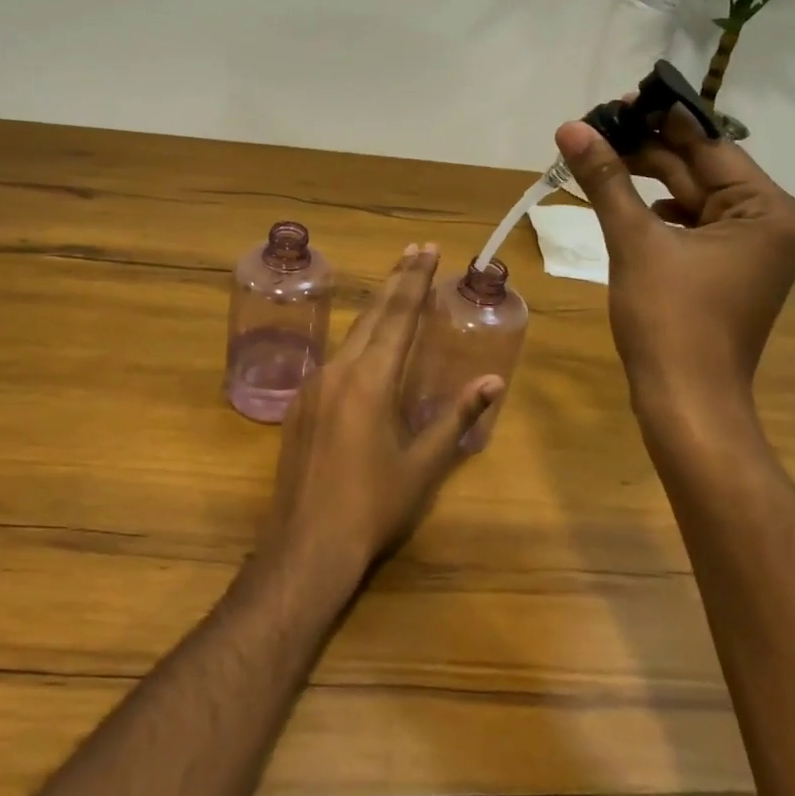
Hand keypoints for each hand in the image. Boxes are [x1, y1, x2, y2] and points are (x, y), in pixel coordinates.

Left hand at [262, 244, 501, 581]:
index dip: (416, 281)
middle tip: (414, 251)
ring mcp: (315, 385)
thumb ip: (456, 417)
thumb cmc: (373, 506)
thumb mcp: (423, 465)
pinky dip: (358, 338)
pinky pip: (335, 357)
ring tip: (395, 285)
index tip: (428, 251)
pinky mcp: (301, 403)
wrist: (306, 545)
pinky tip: (365, 343)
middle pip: (373, 314)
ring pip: (351, 333)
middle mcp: (339, 371)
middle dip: (396, 281)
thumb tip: (492, 381)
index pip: (399, 316)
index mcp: (371, 381)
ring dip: (376, 307)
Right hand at [555, 106, 794, 427]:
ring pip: (690, 197)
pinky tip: (621, 201)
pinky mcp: (725, 269)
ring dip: (644, 179)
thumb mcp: (635, 241)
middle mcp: (769, 222)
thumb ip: (606, 179)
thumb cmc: (669, 320)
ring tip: (597, 158)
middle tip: (592, 129)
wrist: (686, 404)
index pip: (709, 144)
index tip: (615, 99)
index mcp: (767, 209)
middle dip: (646, 150)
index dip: (659, 119)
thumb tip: (571, 127)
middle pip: (699, 169)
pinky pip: (689, 224)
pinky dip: (654, 211)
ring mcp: (748, 249)